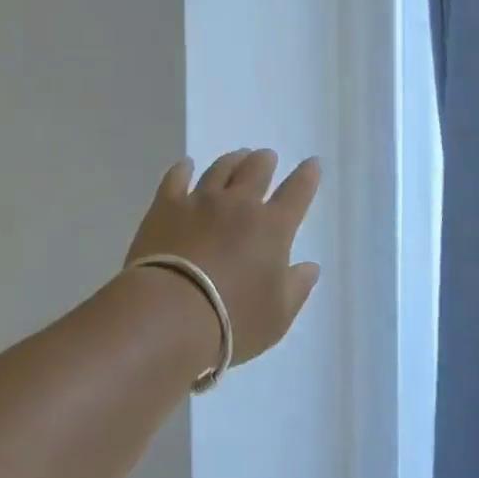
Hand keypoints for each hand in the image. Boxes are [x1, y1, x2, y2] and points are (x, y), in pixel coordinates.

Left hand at [125, 150, 322, 365]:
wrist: (169, 313)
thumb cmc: (232, 320)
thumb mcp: (277, 317)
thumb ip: (297, 287)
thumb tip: (311, 266)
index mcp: (272, 228)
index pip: (297, 193)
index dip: (307, 177)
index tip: (312, 163)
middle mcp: (239, 205)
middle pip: (256, 171)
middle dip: (265, 161)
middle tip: (267, 157)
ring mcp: (200, 201)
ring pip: (220, 169)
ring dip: (232, 160)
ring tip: (237, 156)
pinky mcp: (166, 206)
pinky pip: (177, 178)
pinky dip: (183, 169)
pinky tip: (186, 165)